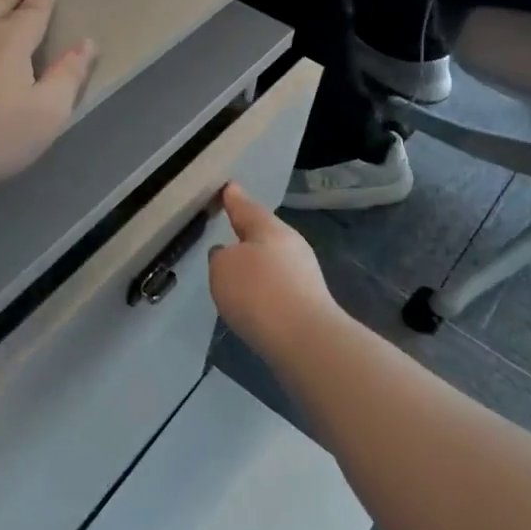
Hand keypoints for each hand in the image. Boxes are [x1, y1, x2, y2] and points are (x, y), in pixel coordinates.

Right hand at [207, 183, 339, 356]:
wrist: (306, 341)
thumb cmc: (258, 292)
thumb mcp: (223, 268)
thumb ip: (220, 257)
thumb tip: (229, 255)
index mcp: (269, 228)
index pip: (245, 206)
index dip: (232, 198)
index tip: (227, 188)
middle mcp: (291, 244)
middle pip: (263, 232)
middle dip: (247, 231)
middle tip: (229, 227)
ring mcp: (304, 274)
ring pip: (273, 259)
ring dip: (256, 262)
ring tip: (237, 269)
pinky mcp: (309, 302)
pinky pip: (279, 284)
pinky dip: (264, 286)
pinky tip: (254, 298)